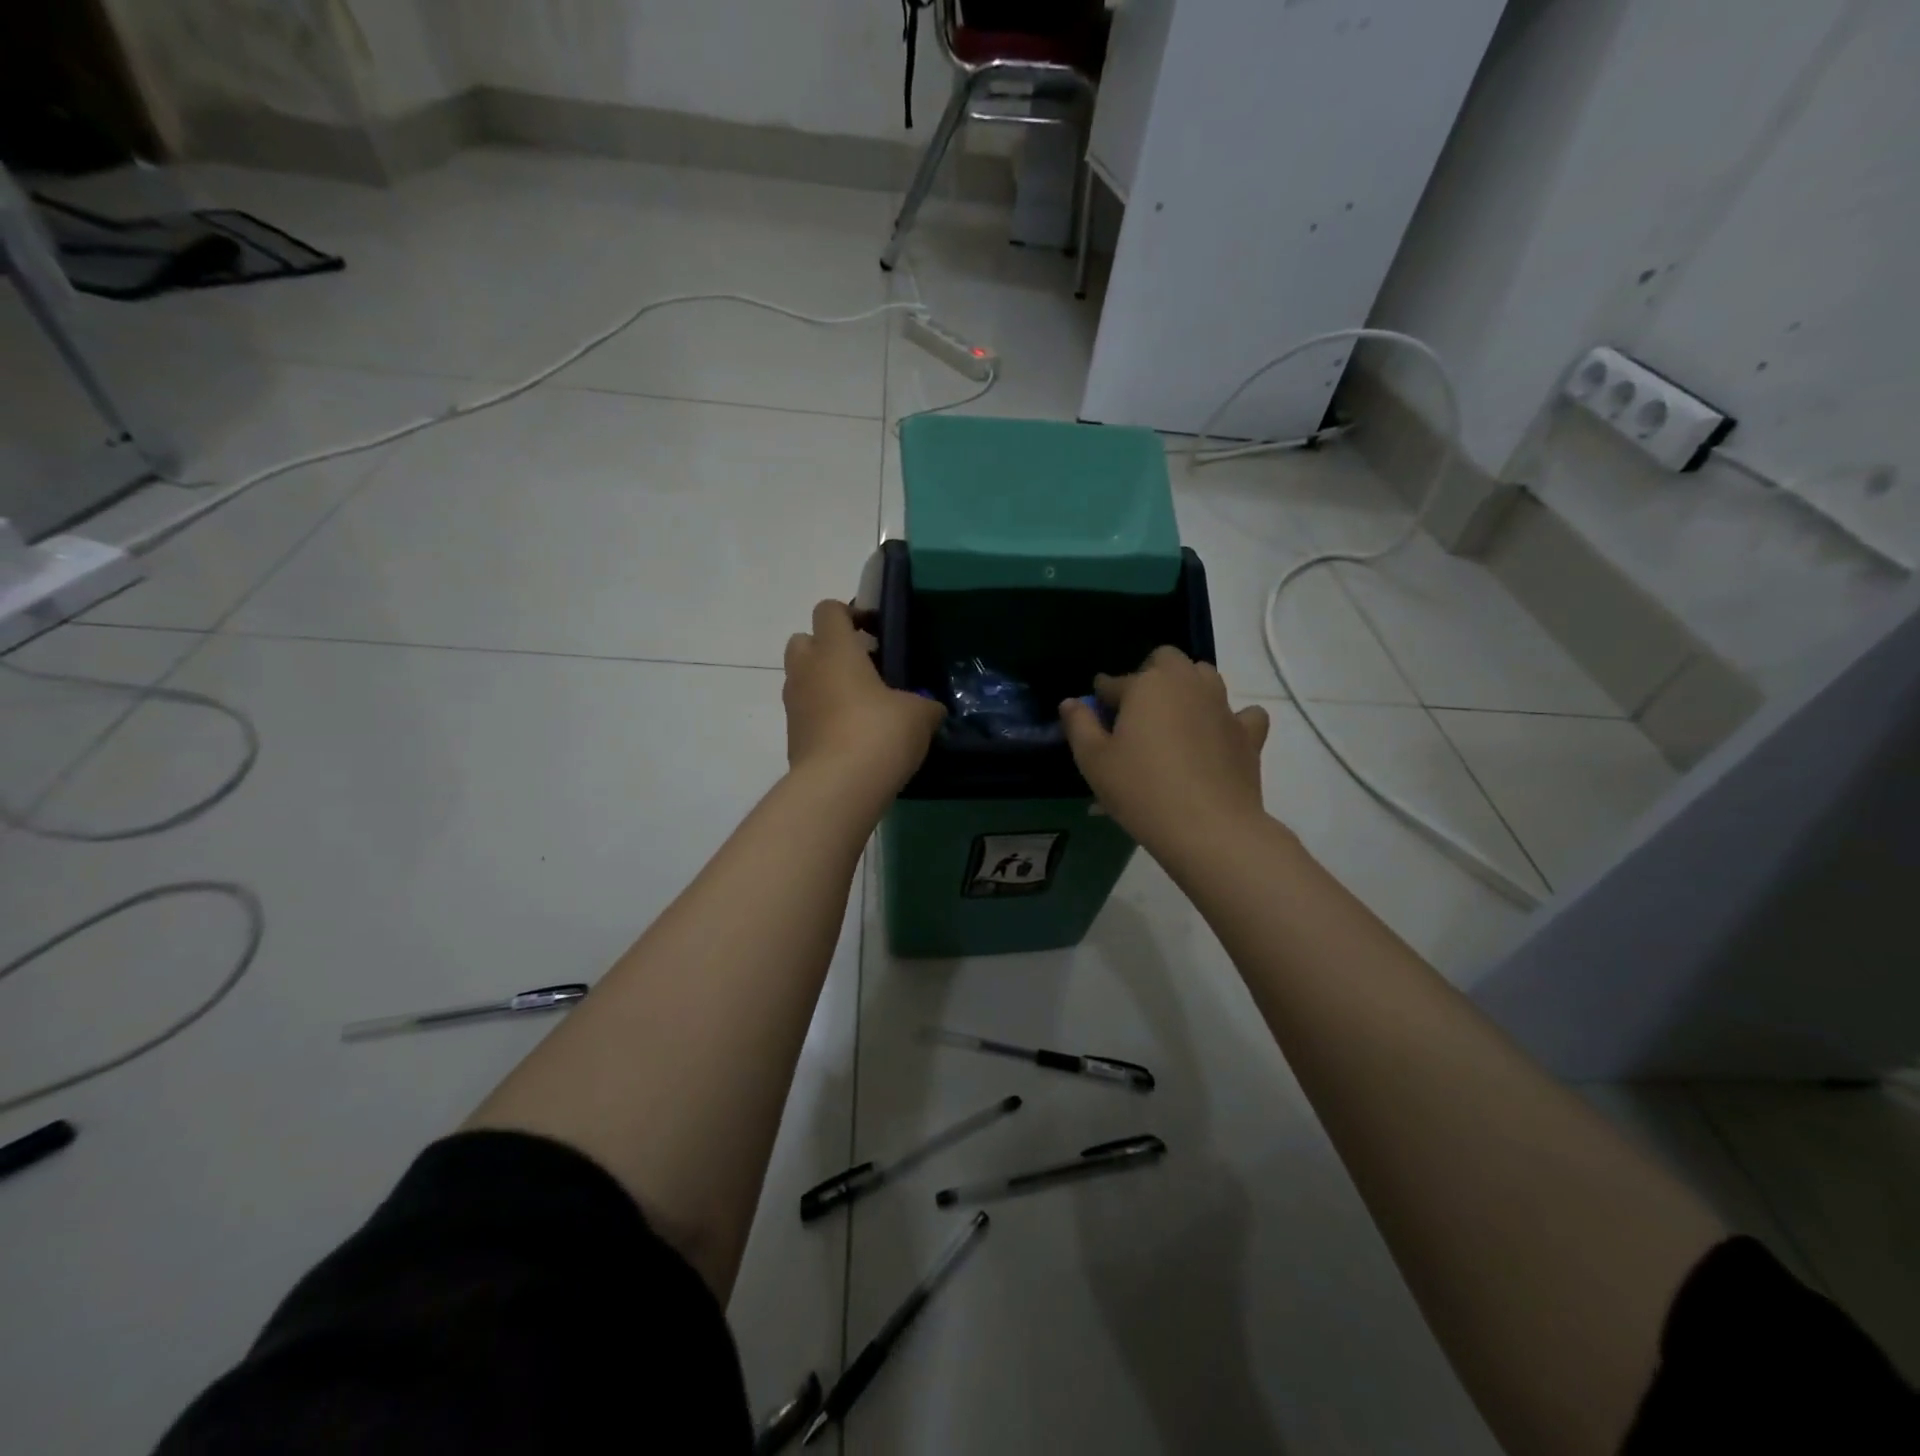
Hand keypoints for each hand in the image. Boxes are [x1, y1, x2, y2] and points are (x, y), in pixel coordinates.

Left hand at [783, 600, 944, 797]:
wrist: (838, 787)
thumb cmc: (879, 733)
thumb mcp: (919, 714)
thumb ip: (925, 704)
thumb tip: (929, 709)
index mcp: (834, 650)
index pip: (829, 610)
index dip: (851, 613)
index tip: (876, 632)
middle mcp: (806, 671)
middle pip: (804, 640)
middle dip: (828, 647)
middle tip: (862, 667)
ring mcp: (794, 705)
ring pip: (803, 679)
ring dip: (825, 683)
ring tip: (862, 705)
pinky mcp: (793, 737)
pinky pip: (807, 714)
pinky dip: (824, 716)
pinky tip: (854, 736)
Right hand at [1058, 647, 1270, 859]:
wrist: (1208, 827)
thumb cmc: (1140, 790)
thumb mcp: (1094, 760)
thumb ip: (1079, 725)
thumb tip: (1071, 702)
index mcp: (1147, 685)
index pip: (1116, 681)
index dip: (1103, 697)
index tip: (1096, 714)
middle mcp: (1187, 684)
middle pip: (1167, 660)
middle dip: (1150, 675)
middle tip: (1137, 712)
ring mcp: (1223, 706)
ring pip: (1206, 677)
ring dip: (1188, 688)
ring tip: (1174, 720)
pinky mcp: (1248, 734)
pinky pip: (1244, 714)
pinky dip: (1231, 720)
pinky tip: (1218, 738)